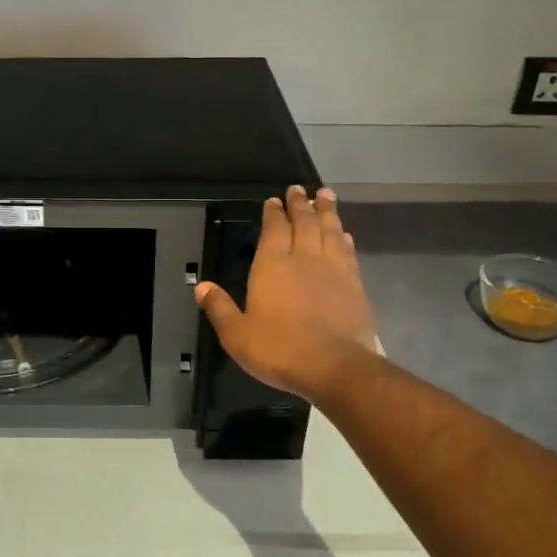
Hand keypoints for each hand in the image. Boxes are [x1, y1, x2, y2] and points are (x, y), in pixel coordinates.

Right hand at [196, 186, 380, 401]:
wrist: (335, 367)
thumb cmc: (280, 350)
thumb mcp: (237, 335)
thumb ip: (219, 308)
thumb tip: (201, 286)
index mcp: (272, 266)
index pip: (274, 230)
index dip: (274, 213)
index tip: (274, 200)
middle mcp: (304, 259)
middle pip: (304, 222)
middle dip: (300, 204)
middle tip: (299, 189)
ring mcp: (333, 269)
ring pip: (330, 231)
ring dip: (327, 211)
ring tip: (326, 194)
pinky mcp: (355, 285)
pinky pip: (348, 252)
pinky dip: (344, 238)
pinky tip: (344, 234)